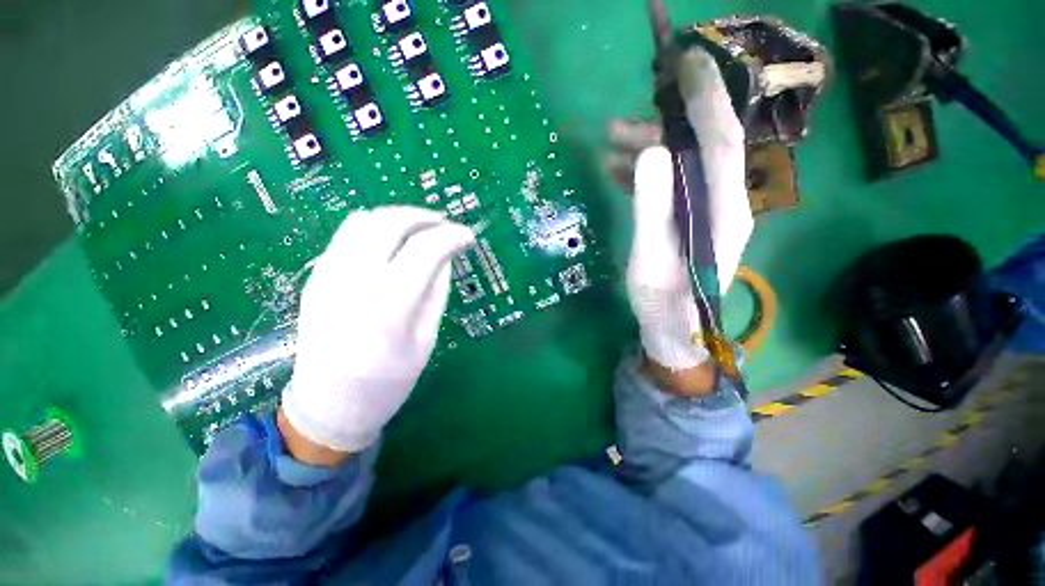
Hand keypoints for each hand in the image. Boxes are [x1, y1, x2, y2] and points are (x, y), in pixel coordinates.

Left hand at [281, 206, 474, 458]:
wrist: (327, 406)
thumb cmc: (387, 383)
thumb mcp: (426, 339)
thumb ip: (436, 291)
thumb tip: (447, 256)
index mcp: (387, 306)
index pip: (424, 250)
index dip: (451, 236)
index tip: (468, 237)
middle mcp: (352, 281)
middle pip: (388, 223)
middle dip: (423, 217)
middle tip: (445, 224)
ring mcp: (326, 275)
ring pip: (363, 221)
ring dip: (398, 217)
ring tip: (422, 228)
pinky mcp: (315, 276)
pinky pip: (346, 235)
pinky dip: (376, 227)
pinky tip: (393, 242)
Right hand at [617, 48, 753, 381]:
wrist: (674, 326)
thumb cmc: (663, 299)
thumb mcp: (650, 257)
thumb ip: (653, 206)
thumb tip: (650, 152)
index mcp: (722, 209)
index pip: (720, 139)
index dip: (705, 97)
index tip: (684, 62)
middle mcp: (723, 200)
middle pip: (698, 146)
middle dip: (660, 128)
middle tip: (617, 127)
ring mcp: (706, 208)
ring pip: (681, 162)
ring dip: (647, 150)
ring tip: (610, 149)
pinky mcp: (689, 216)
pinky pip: (671, 182)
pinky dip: (646, 173)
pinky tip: (619, 172)